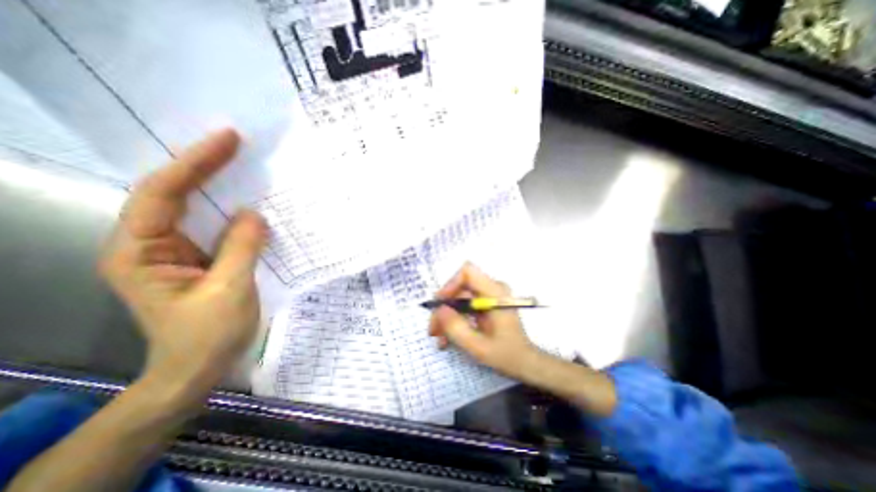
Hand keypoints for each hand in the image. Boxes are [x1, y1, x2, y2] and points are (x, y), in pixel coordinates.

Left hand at [97, 130, 262, 397]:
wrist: (196, 369)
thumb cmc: (207, 336)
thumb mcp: (229, 290)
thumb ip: (241, 248)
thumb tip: (254, 213)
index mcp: (140, 252)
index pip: (163, 194)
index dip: (195, 163)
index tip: (228, 141)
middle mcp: (150, 245)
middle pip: (173, 194)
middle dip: (203, 167)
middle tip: (236, 144)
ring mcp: (176, 251)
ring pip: (194, 209)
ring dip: (218, 186)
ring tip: (243, 165)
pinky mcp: (199, 258)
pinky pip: (215, 227)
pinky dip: (232, 212)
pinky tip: (250, 203)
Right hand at [427, 262, 541, 380]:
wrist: (525, 363)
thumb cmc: (507, 355)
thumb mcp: (479, 347)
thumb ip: (457, 329)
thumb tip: (439, 310)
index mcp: (495, 293)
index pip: (467, 272)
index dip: (450, 284)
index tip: (440, 305)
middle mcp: (492, 289)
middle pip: (459, 287)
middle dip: (444, 308)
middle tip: (434, 330)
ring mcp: (488, 296)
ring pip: (458, 298)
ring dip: (447, 317)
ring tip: (440, 339)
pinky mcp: (485, 303)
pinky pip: (464, 305)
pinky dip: (455, 319)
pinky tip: (448, 337)